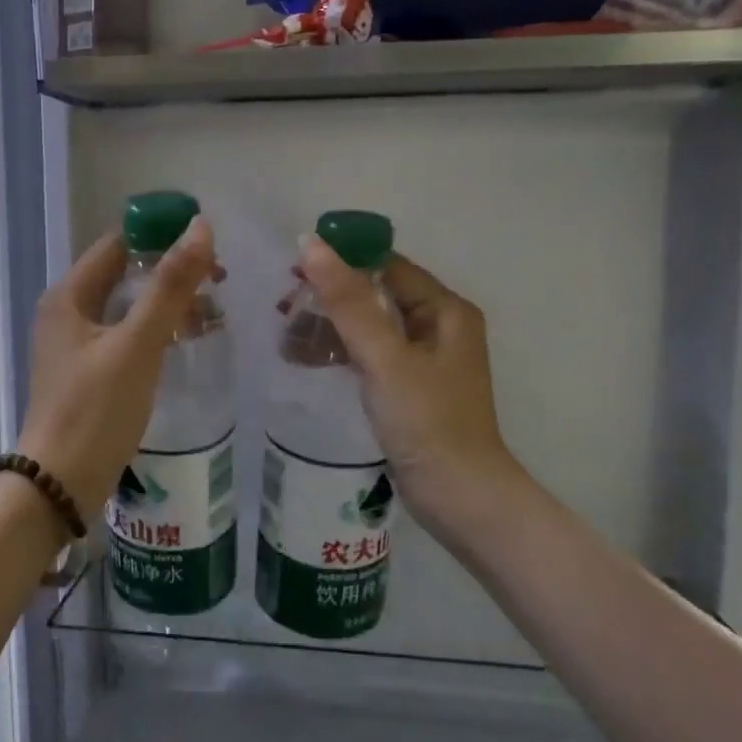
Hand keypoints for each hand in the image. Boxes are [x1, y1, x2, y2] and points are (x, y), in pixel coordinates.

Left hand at [18, 219, 218, 519]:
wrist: (60, 485)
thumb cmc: (95, 410)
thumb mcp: (137, 344)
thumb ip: (170, 287)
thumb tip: (200, 227)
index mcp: (69, 296)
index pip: (117, 245)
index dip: (160, 235)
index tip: (207, 243)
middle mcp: (67, 314)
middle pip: (123, 275)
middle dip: (170, 272)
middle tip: (219, 279)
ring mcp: (75, 347)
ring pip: (127, 308)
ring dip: (166, 303)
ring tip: (212, 311)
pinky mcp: (88, 375)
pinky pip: (126, 338)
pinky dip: (156, 332)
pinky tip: (185, 342)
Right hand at [297, 237, 522, 544]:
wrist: (459, 496)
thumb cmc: (427, 420)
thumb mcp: (384, 357)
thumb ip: (348, 301)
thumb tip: (311, 244)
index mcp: (444, 310)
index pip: (388, 265)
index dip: (343, 260)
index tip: (295, 266)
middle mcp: (438, 327)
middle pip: (376, 295)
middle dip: (330, 297)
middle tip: (282, 303)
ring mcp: (423, 360)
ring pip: (369, 327)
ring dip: (330, 327)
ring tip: (284, 335)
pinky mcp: (408, 388)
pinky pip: (368, 356)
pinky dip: (340, 353)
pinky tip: (305, 359)